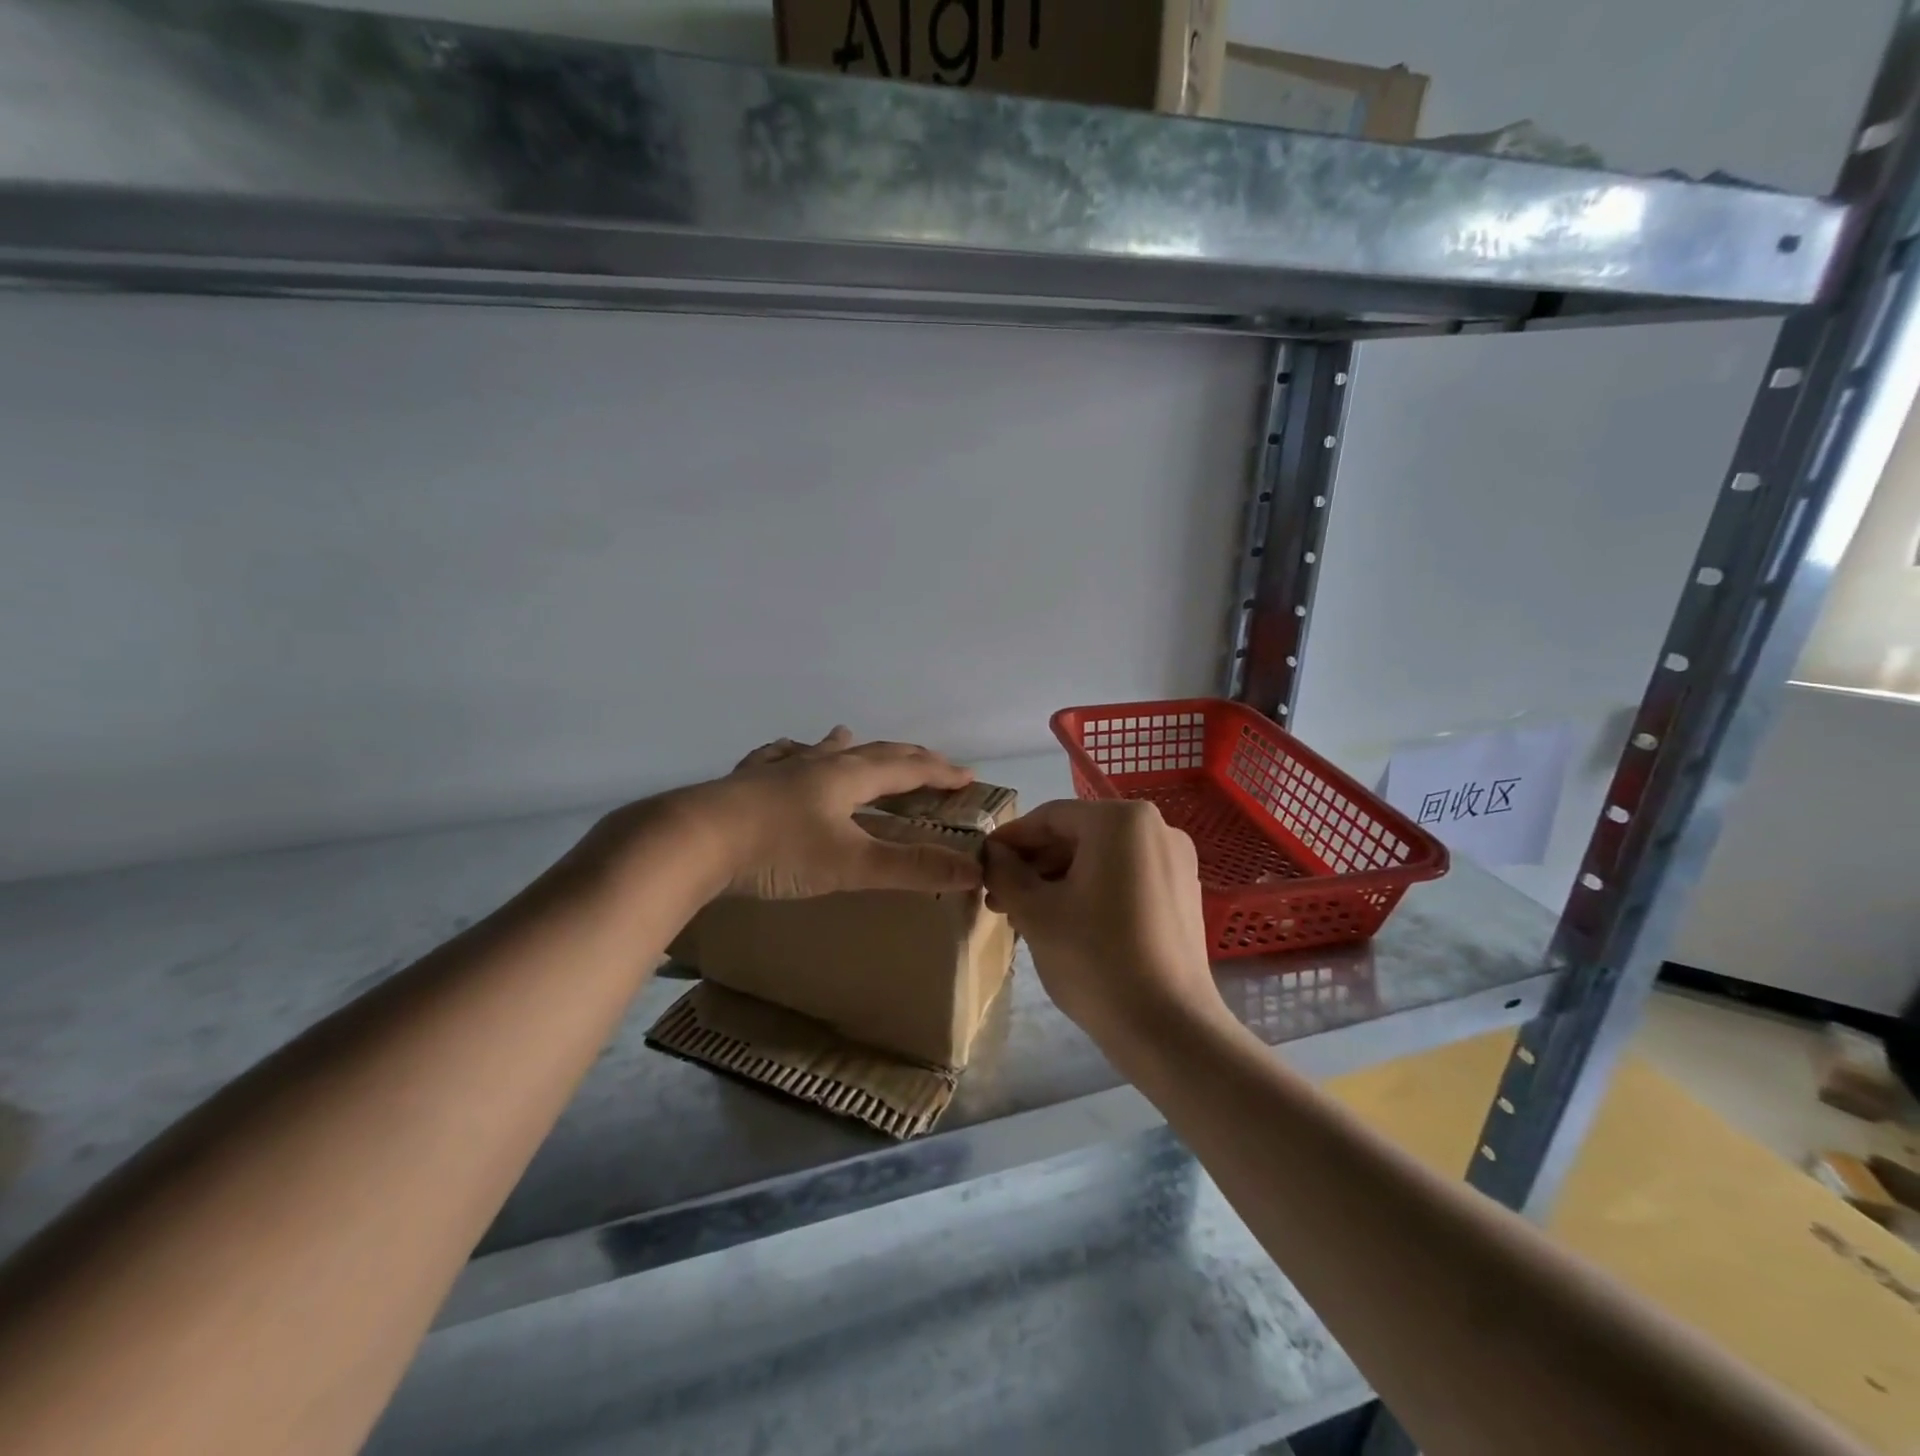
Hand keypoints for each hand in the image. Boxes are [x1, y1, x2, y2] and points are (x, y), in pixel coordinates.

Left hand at [665, 727, 983, 899]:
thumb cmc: (779, 851)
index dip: (940, 772)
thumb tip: (974, 870)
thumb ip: (912, 868)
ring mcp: (777, 769)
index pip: (907, 768)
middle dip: (905, 757)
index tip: (968, 776)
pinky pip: (776, 759)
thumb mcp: (851, 865)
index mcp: (848, 777)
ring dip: (846, 747)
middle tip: (928, 760)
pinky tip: (781, 754)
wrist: (692, 841)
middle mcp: (817, 764)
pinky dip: (790, 755)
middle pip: (871, 753)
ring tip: (850, 737)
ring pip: (820, 750)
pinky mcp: (745, 782)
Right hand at [983, 799, 1223, 1045]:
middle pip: (1078, 836)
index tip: (982, 863)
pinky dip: (1091, 891)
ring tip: (1024, 915)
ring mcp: (1175, 861)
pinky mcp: (1182, 893)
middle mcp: (1156, 828)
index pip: (1050, 817)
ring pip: (1100, 859)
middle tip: (998, 898)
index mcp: (1120, 820)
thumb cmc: (1094, 958)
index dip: (1010, 840)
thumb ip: (1005, 872)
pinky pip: (1125, 878)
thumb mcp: (1035, 912)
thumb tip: (993, 854)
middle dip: (1034, 865)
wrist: (1168, 1028)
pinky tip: (1064, 923)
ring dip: (1058, 880)